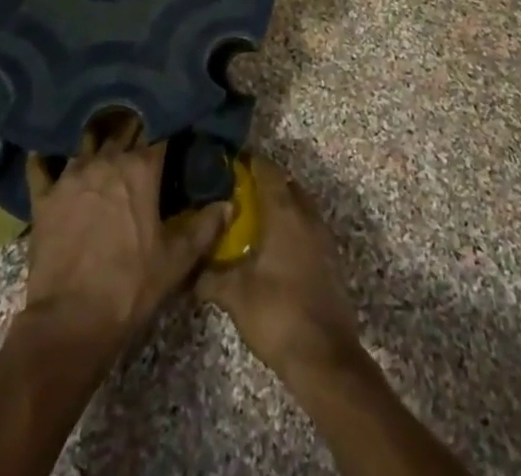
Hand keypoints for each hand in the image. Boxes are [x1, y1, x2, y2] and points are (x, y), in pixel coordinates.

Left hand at [21, 118, 229, 354]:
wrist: (71, 322)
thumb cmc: (130, 288)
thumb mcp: (176, 262)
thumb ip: (204, 228)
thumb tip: (229, 204)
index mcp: (141, 170)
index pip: (158, 131)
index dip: (165, 123)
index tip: (171, 118)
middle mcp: (106, 160)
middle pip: (122, 128)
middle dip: (133, 123)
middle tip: (139, 120)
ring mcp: (71, 176)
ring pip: (86, 141)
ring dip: (95, 136)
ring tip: (100, 130)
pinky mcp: (44, 196)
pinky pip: (40, 166)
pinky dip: (44, 157)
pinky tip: (44, 152)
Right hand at [197, 156, 362, 380]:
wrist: (324, 357)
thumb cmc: (277, 313)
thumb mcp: (234, 295)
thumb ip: (209, 276)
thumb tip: (189, 271)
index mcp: (284, 212)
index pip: (267, 170)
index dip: (248, 163)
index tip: (227, 166)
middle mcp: (306, 215)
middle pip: (286, 183)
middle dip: (264, 184)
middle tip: (237, 195)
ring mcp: (323, 237)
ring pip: (300, 205)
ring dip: (280, 206)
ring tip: (253, 222)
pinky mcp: (330, 259)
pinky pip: (308, 227)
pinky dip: (292, 227)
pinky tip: (274, 249)